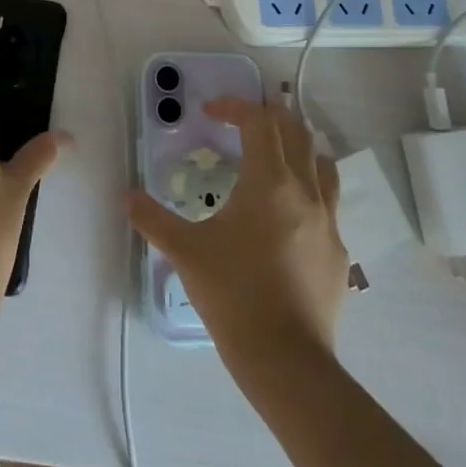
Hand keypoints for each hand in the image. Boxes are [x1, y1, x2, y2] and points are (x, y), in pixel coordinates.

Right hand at [127, 97, 347, 375]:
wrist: (286, 359)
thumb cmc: (233, 294)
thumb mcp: (184, 251)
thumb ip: (152, 218)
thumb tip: (127, 196)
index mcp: (269, 181)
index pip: (259, 122)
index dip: (235, 107)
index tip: (211, 112)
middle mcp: (305, 191)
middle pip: (296, 132)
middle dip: (270, 117)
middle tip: (244, 122)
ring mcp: (328, 222)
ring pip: (323, 164)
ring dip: (299, 149)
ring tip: (276, 157)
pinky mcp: (338, 253)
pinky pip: (330, 205)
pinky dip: (310, 192)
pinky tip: (290, 216)